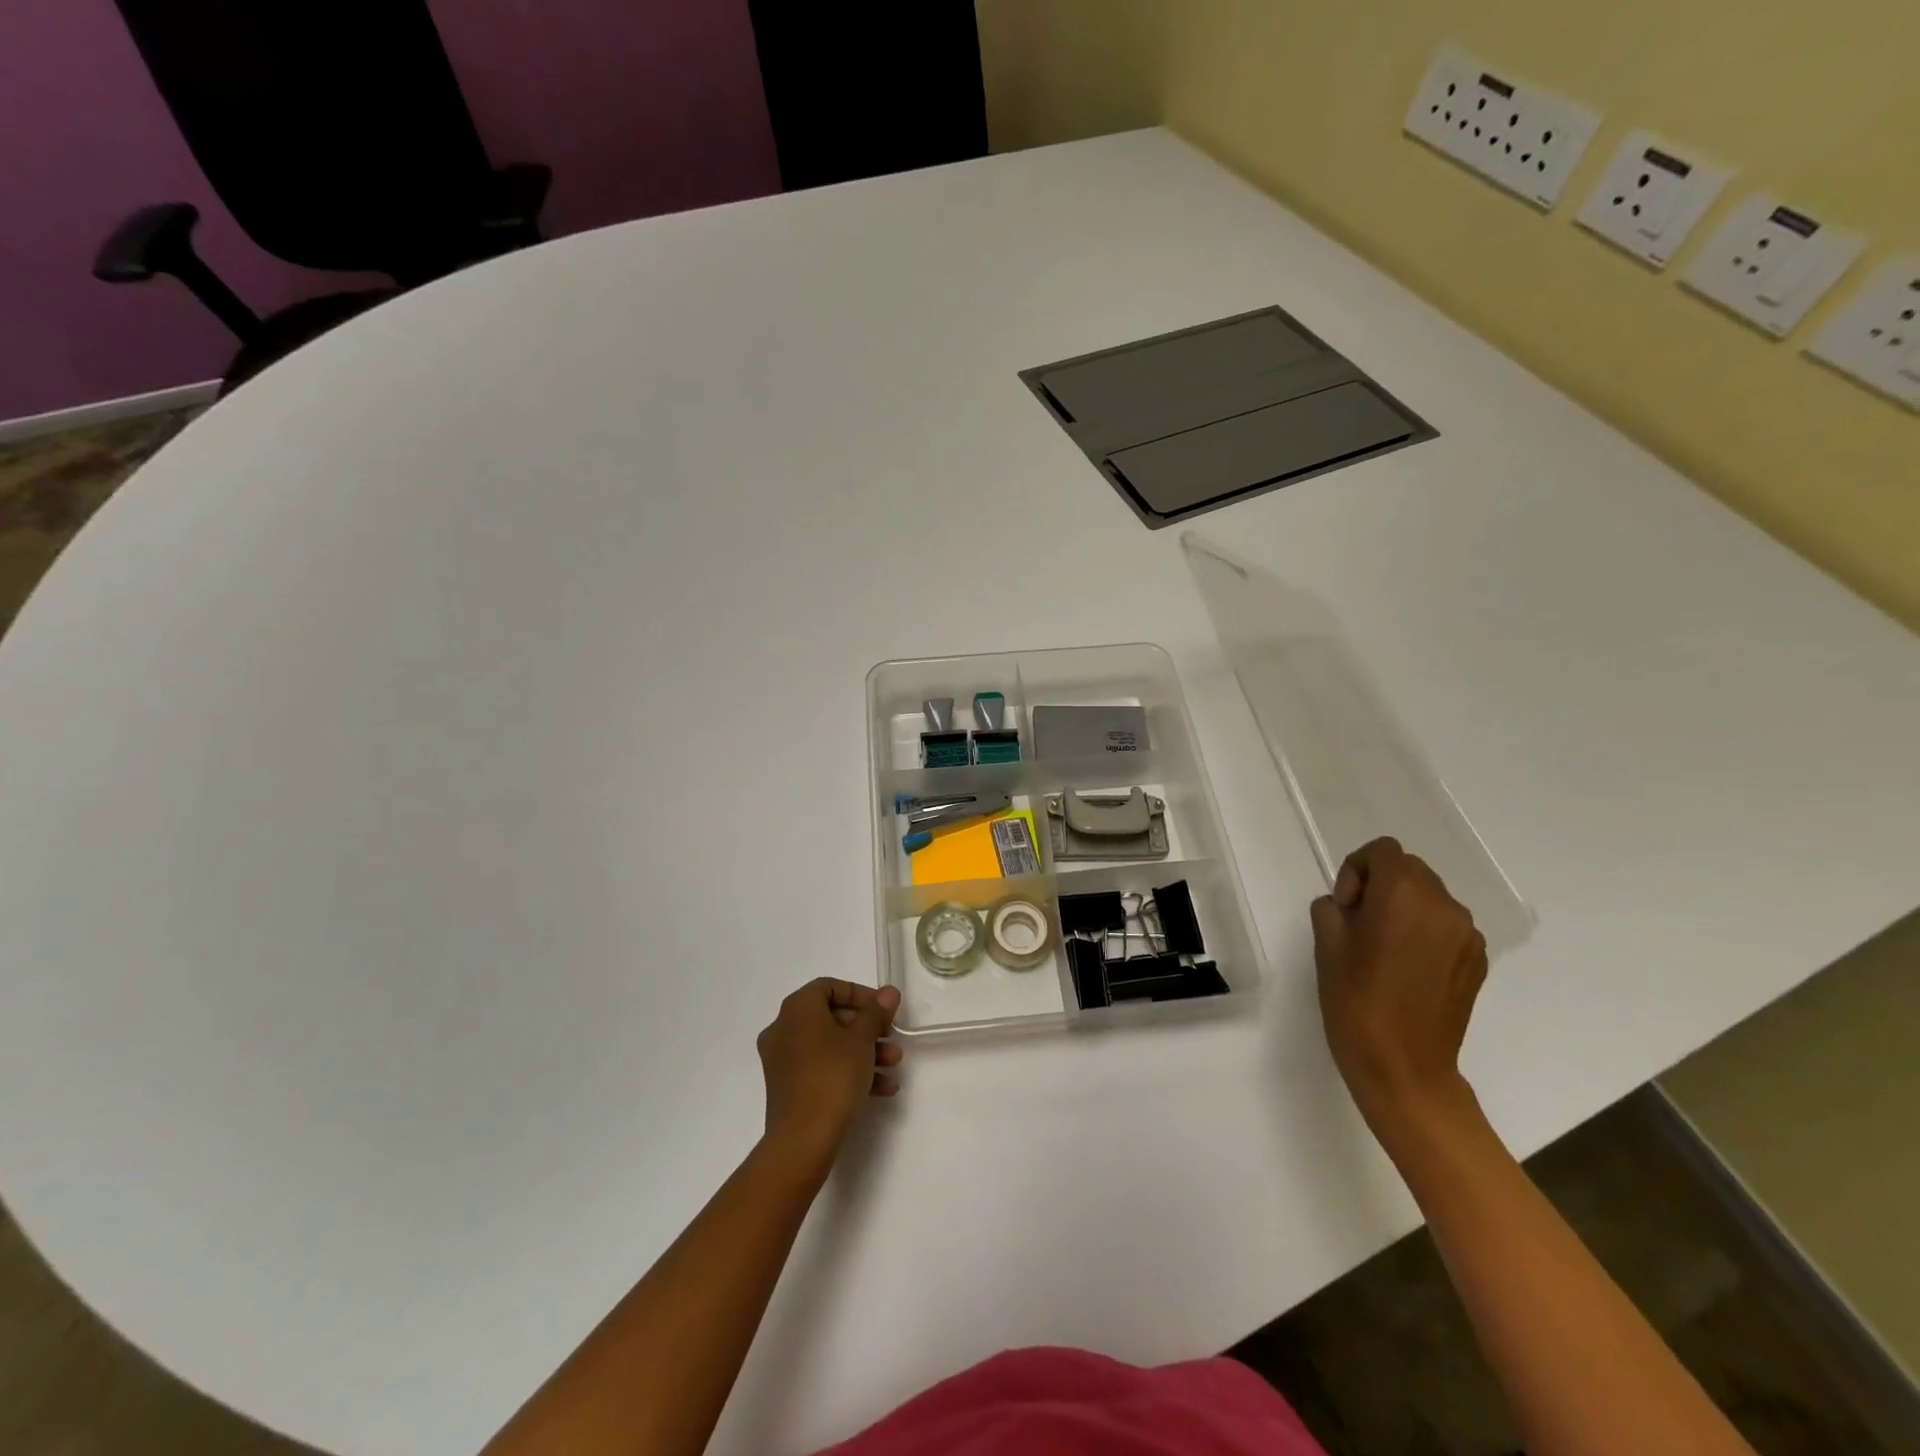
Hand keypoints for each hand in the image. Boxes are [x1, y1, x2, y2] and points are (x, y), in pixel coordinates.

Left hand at [756, 979, 902, 1171]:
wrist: (803, 1139)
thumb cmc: (833, 1075)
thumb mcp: (862, 1039)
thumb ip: (876, 1012)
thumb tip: (888, 992)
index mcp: (797, 1009)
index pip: (830, 986)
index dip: (861, 994)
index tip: (884, 1010)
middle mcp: (784, 1028)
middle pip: (832, 1017)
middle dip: (868, 1028)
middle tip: (892, 1038)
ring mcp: (783, 1060)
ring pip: (830, 1046)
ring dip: (864, 1052)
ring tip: (893, 1066)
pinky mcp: (788, 1087)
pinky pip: (822, 1068)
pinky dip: (849, 1072)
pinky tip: (882, 1089)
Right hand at [1310, 837, 1486, 1125]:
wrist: (1403, 1067)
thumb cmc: (1356, 1001)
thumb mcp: (1326, 944)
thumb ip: (1333, 907)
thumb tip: (1351, 906)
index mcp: (1404, 894)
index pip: (1383, 851)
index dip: (1357, 869)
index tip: (1347, 907)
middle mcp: (1444, 905)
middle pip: (1410, 870)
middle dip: (1381, 885)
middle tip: (1360, 925)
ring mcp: (1467, 935)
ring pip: (1429, 897)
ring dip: (1404, 908)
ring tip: (1384, 949)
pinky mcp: (1477, 961)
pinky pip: (1446, 926)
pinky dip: (1425, 932)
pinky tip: (1408, 968)